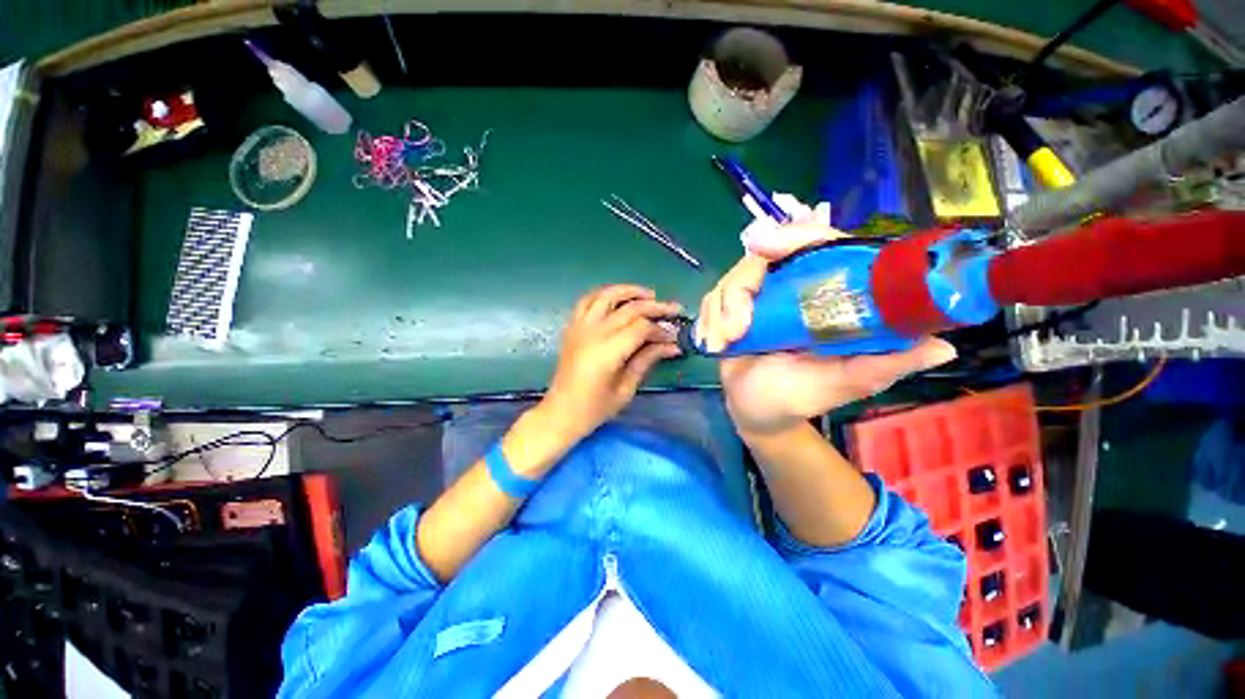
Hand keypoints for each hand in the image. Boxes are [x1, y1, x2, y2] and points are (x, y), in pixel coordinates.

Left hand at [538, 285, 681, 442]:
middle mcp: (592, 334)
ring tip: (649, 294)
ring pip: (606, 296)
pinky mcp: (571, 327)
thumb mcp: (626, 389)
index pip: (640, 328)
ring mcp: (579, 327)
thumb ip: (647, 360)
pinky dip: (604, 294)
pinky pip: (587, 300)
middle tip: (675, 309)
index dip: (660, 329)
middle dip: (655, 306)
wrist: (560, 413)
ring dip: (629, 291)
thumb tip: (672, 345)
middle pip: (628, 309)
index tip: (674, 336)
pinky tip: (618, 299)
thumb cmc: (595, 409)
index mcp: (606, 352)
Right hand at [698, 222, 956, 436]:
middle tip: (736, 324)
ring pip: (734, 277)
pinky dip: (709, 318)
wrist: (757, 411)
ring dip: (723, 310)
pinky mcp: (730, 308)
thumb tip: (943, 345)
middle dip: (742, 285)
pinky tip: (715, 343)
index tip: (765, 247)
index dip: (797, 236)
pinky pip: (713, 297)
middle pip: (765, 254)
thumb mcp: (845, 383)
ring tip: (726, 343)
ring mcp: (758, 296)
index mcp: (827, 295)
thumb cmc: (800, 398)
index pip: (820, 244)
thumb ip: (883, 365)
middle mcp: (792, 287)